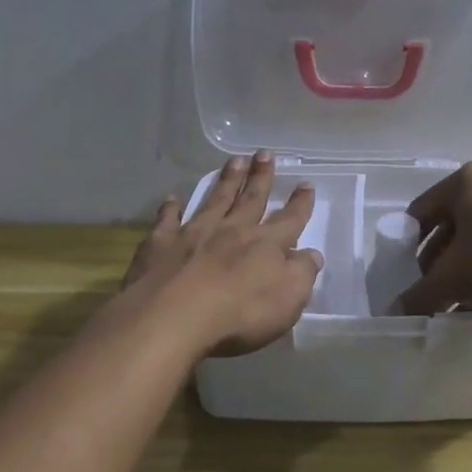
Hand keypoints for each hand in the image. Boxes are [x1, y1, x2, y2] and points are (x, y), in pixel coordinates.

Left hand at [124, 152, 323, 357]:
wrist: (173, 318)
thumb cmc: (240, 313)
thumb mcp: (289, 299)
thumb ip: (302, 273)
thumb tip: (311, 255)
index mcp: (265, 245)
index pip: (289, 220)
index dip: (300, 204)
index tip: (305, 185)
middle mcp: (232, 231)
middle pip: (251, 199)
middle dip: (261, 177)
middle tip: (265, 153)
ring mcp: (194, 234)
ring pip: (215, 201)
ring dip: (226, 181)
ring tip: (235, 160)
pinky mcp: (160, 245)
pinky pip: (167, 220)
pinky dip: (171, 208)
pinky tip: (172, 199)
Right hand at [394, 160, 471, 319]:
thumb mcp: (455, 279)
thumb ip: (420, 294)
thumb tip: (395, 312)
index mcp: (467, 180)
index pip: (420, 211)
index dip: (406, 245)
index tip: (405, 276)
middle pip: (451, 223)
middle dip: (438, 260)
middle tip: (432, 291)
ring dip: (465, 267)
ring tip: (458, 299)